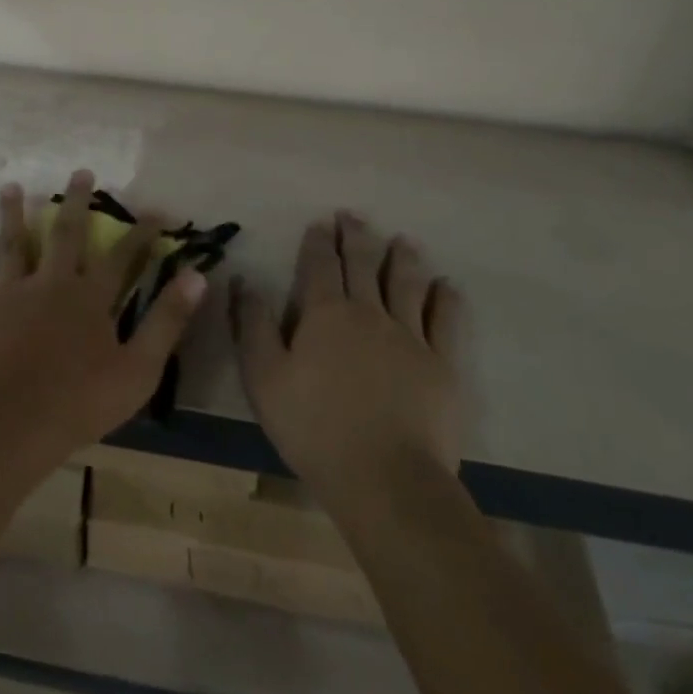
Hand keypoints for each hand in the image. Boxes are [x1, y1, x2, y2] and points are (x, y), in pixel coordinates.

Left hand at [0, 170, 205, 472]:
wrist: (10, 426)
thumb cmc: (79, 403)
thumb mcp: (139, 368)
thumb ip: (167, 320)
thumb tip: (197, 275)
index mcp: (90, 297)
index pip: (121, 256)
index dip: (140, 233)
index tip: (155, 210)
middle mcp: (50, 282)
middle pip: (65, 234)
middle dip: (75, 203)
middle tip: (80, 172)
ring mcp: (8, 293)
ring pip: (13, 244)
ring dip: (13, 214)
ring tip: (12, 186)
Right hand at [231, 211, 466, 510]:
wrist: (385, 478)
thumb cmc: (313, 427)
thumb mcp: (263, 377)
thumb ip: (253, 325)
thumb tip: (245, 281)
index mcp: (324, 314)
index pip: (320, 266)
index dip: (319, 242)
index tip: (321, 223)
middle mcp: (369, 313)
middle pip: (363, 265)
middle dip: (357, 237)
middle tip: (353, 215)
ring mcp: (410, 337)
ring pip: (406, 284)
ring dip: (403, 258)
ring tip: (403, 240)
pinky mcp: (442, 365)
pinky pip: (446, 322)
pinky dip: (445, 299)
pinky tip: (447, 286)